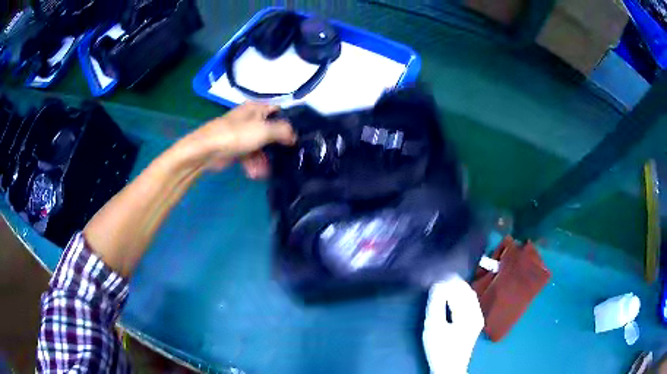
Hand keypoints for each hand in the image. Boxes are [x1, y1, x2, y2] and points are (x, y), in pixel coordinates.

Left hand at [181, 102, 295, 176]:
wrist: (206, 150)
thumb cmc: (236, 135)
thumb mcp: (264, 130)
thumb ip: (283, 131)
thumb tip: (294, 136)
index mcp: (257, 108)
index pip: (279, 112)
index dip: (289, 123)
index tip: (299, 138)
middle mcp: (250, 119)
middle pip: (270, 131)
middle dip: (277, 147)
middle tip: (288, 159)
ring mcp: (241, 134)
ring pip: (260, 146)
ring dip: (264, 160)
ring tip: (266, 171)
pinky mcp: (235, 148)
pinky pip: (249, 155)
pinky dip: (253, 164)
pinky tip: (255, 174)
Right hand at [423, 275, 483, 373]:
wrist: (449, 368)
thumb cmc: (440, 349)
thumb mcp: (433, 327)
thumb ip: (436, 305)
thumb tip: (437, 285)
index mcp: (469, 314)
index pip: (459, 290)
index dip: (447, 281)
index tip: (435, 274)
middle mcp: (477, 313)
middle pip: (467, 291)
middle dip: (453, 282)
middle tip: (438, 276)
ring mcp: (477, 318)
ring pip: (469, 296)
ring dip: (457, 288)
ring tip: (443, 283)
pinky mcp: (474, 323)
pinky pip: (470, 302)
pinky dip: (460, 296)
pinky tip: (451, 296)